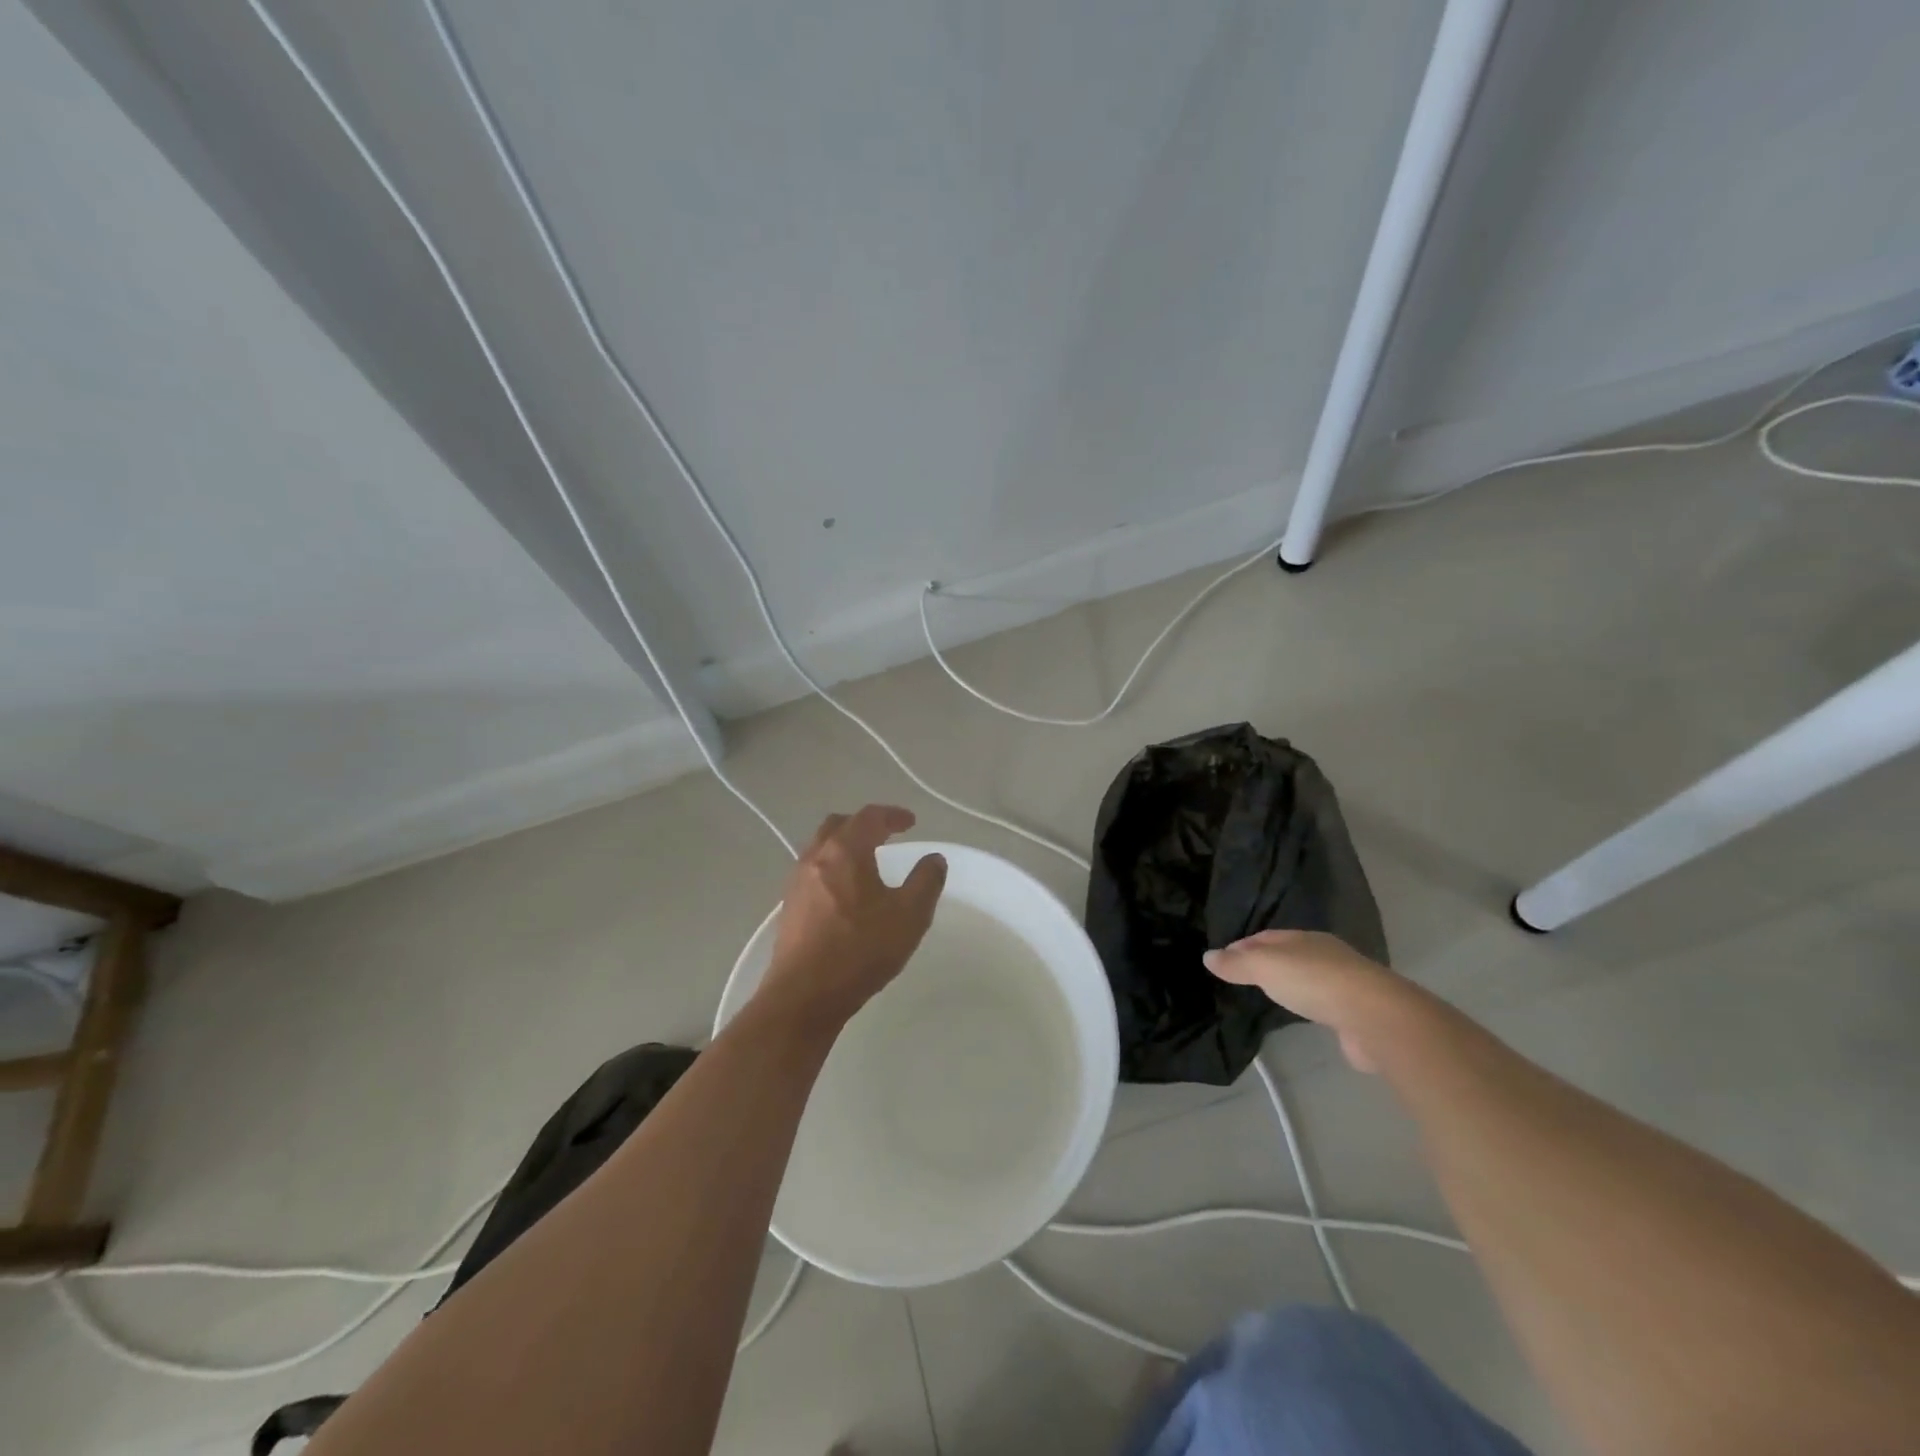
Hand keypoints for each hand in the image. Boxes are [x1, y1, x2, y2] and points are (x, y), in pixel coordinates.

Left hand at [760, 805, 947, 1026]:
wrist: (804, 995)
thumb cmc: (860, 950)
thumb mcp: (909, 916)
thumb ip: (926, 882)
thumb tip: (934, 859)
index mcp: (845, 851)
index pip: (870, 817)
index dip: (893, 815)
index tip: (911, 822)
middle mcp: (816, 857)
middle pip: (838, 825)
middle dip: (863, 824)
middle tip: (885, 834)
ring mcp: (797, 882)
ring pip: (821, 848)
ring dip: (844, 845)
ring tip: (866, 861)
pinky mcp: (789, 906)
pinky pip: (812, 871)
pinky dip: (832, 867)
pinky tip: (844, 892)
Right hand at [1204, 930, 1417, 1073]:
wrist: (1375, 1016)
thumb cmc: (1314, 981)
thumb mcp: (1265, 967)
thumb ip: (1236, 964)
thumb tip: (1207, 956)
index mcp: (1305, 938)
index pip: (1266, 937)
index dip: (1243, 945)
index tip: (1223, 958)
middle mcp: (1326, 955)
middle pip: (1289, 954)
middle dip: (1267, 962)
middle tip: (1243, 976)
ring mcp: (1345, 983)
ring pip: (1309, 978)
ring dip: (1290, 983)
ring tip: (1270, 995)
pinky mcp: (1357, 1012)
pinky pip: (1324, 1002)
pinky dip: (1310, 1005)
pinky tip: (1302, 1015)